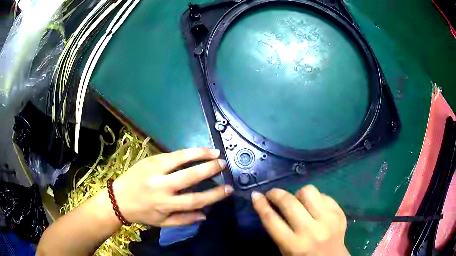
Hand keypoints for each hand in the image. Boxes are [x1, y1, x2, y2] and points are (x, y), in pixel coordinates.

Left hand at [112, 148, 232, 226]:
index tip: (229, 189)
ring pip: (181, 159)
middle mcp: (161, 186)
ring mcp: (155, 170)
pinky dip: (187, 152)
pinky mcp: (150, 159)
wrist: (118, 198)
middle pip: (190, 176)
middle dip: (210, 169)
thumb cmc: (142, 213)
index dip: (214, 195)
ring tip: (215, 152)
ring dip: (200, 154)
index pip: (195, 200)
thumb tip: (206, 214)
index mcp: (165, 204)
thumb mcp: (162, 223)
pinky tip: (198, 150)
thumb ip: (184, 219)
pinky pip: (172, 154)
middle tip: (224, 165)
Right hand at [252, 185, 348, 255]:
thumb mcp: (285, 250)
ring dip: (299, 194)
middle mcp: (311, 230)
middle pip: (289, 202)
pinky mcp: (339, 213)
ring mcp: (328, 220)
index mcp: (294, 244)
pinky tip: (315, 207)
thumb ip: (277, 230)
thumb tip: (267, 205)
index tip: (255, 195)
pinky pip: (324, 195)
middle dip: (276, 194)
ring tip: (298, 202)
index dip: (261, 205)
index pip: (272, 220)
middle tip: (273, 194)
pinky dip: (316, 199)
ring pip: (309, 192)